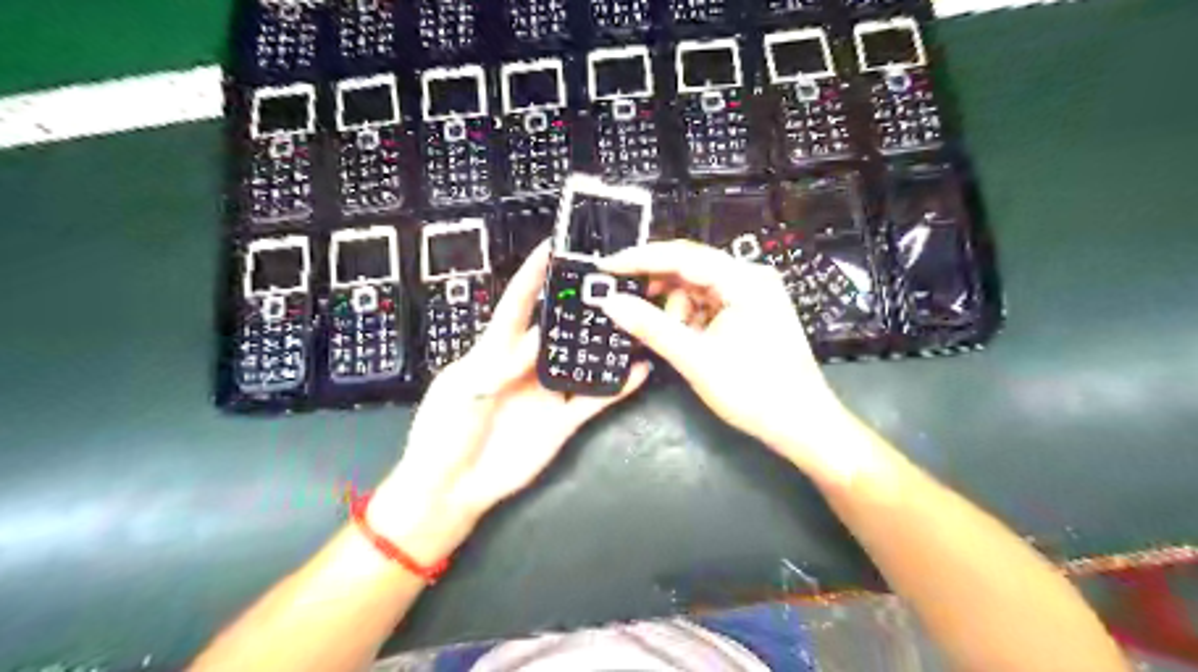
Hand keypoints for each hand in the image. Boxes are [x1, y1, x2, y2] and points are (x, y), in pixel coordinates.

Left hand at [372, 241, 651, 562]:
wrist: (452, 488)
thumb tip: (536, 341)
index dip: (532, 277)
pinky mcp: (563, 421)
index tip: (550, 249)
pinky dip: (617, 387)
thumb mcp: (464, 389)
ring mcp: (547, 393)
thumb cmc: (445, 432)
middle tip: (606, 286)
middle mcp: (526, 366)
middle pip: (556, 330)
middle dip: (578, 308)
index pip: (516, 306)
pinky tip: (638, 371)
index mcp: (493, 351)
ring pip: (580, 362)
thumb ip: (500, 363)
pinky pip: (594, 400)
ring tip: (631, 323)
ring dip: (603, 345)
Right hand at [605, 242, 867, 483]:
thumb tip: (611, 303)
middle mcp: (750, 278)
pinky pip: (708, 305)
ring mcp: (752, 295)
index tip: (606, 267)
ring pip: (697, 288)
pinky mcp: (749, 313)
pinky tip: (677, 336)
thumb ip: (651, 327)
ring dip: (673, 308)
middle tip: (622, 302)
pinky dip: (688, 318)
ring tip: (660, 335)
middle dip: (656, 287)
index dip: (640, 259)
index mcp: (744, 280)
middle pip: (690, 269)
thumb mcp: (695, 359)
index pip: (682, 256)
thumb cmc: (753, 391)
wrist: (801, 424)